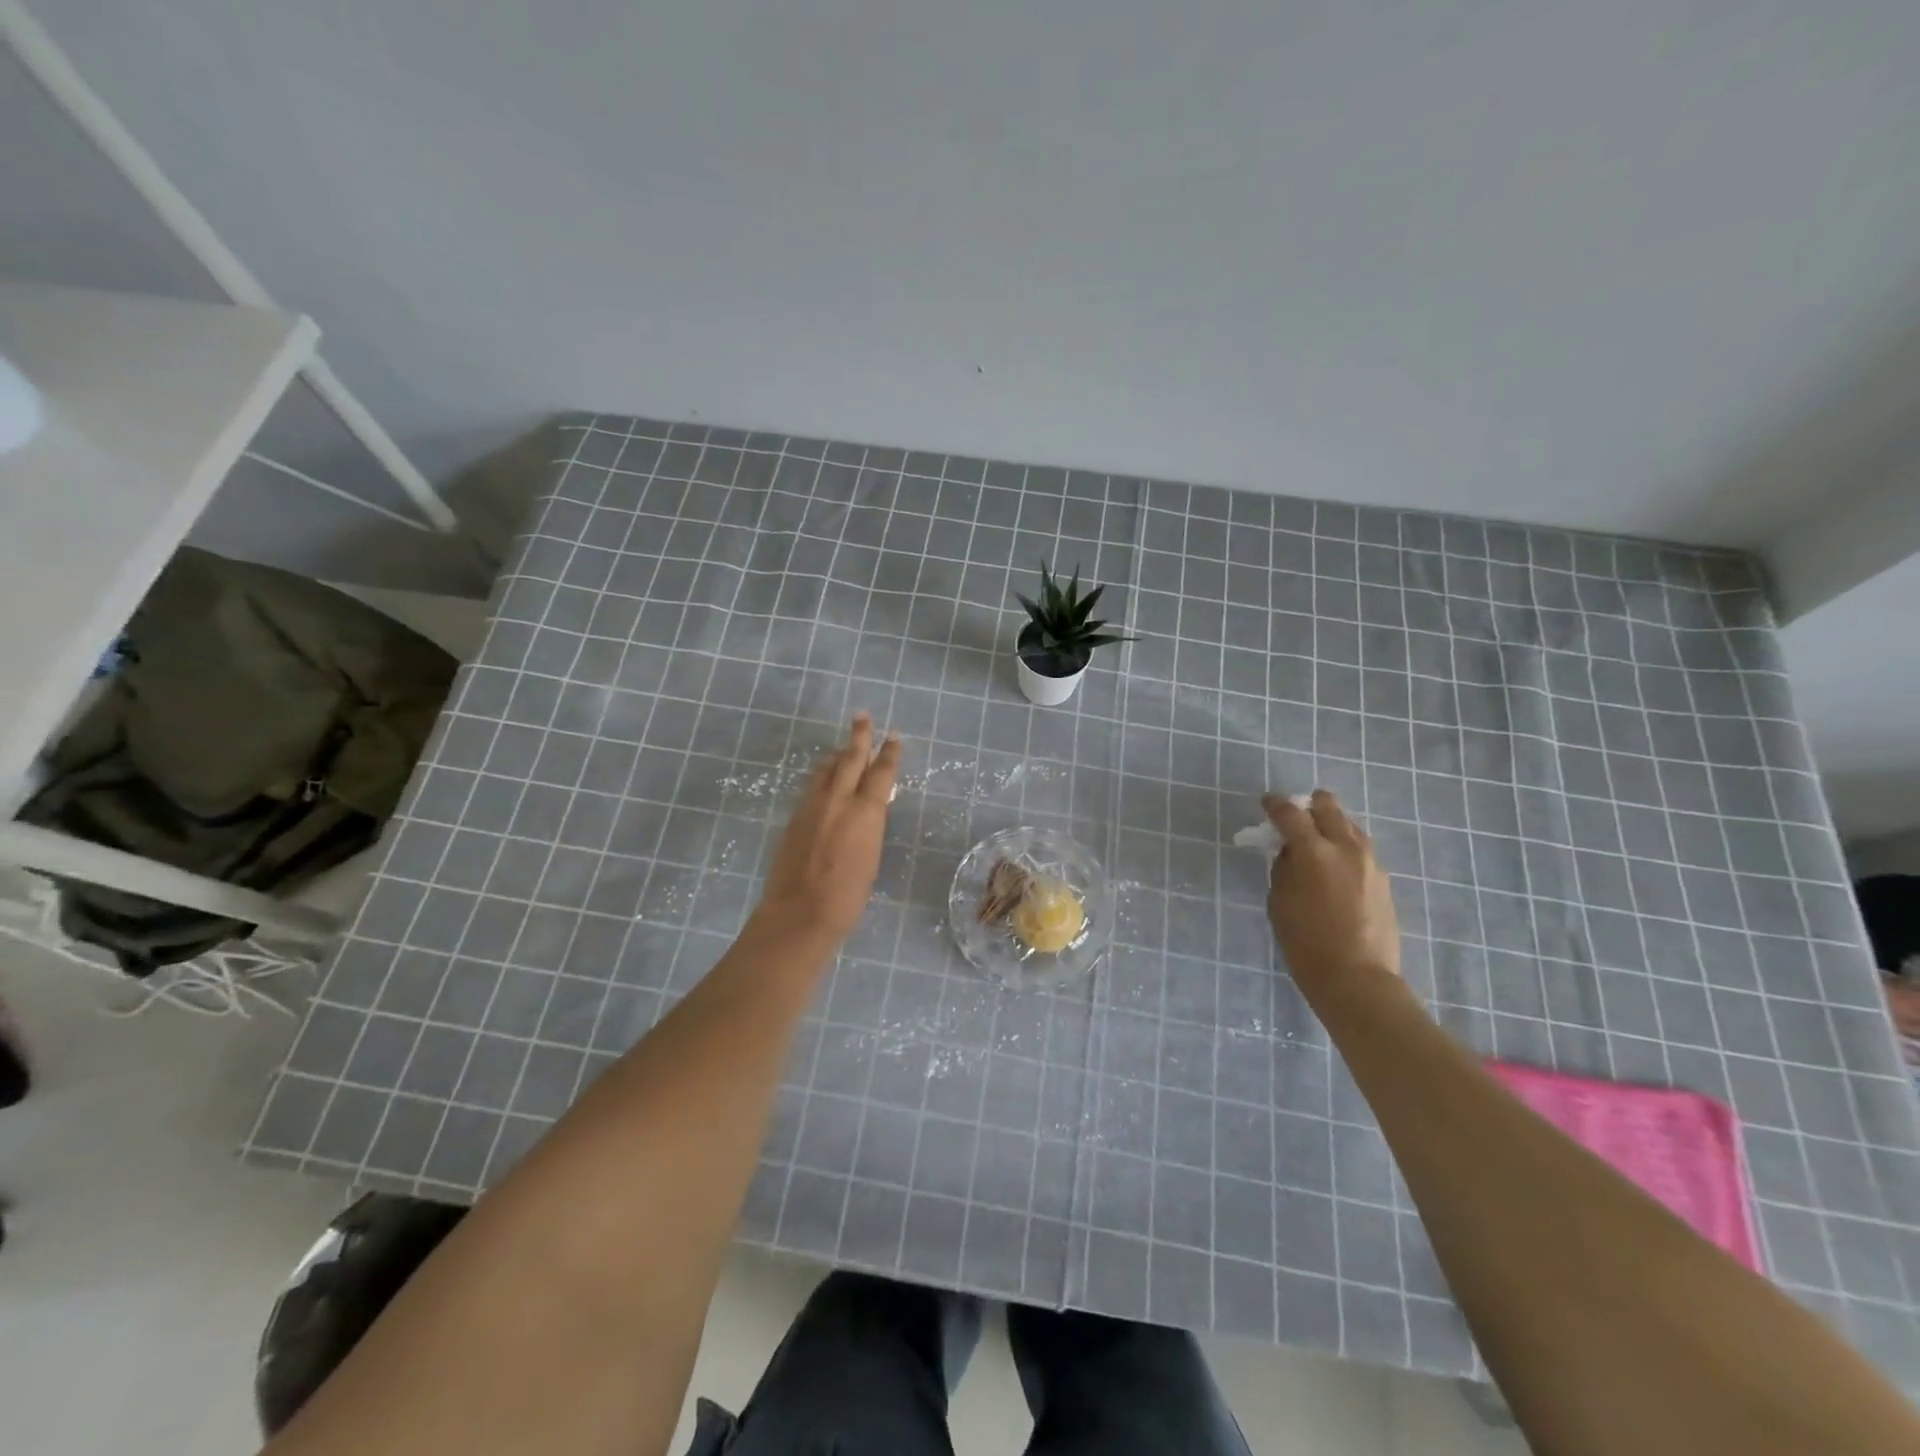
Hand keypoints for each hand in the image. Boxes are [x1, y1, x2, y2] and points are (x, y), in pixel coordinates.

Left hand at [754, 713, 899, 943]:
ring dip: (837, 756)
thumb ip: (869, 826)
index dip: (889, 753)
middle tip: (862, 716)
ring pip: (826, 769)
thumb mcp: (871, 857)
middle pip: (850, 758)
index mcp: (866, 812)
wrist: (800, 912)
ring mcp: (812, 806)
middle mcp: (838, 800)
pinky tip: (824, 780)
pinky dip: (822, 777)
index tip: (893, 737)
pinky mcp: (795, 816)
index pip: (882, 772)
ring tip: (843, 749)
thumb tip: (868, 810)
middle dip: (859, 735)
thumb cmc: (847, 895)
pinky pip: (812, 786)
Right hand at [1264, 789, 1400, 997]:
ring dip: (1331, 824)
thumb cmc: (1305, 943)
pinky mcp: (1383, 880)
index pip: (1290, 814)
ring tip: (1318, 837)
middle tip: (1296, 813)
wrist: (1357, 978)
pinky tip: (1336, 862)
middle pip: (1328, 808)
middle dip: (1310, 805)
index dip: (1275, 805)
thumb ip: (1283, 869)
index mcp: (1313, 852)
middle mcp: (1345, 848)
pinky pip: (1361, 849)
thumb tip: (1290, 852)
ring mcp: (1370, 863)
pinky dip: (1345, 846)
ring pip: (1350, 826)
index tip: (1267, 802)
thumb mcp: (1279, 902)